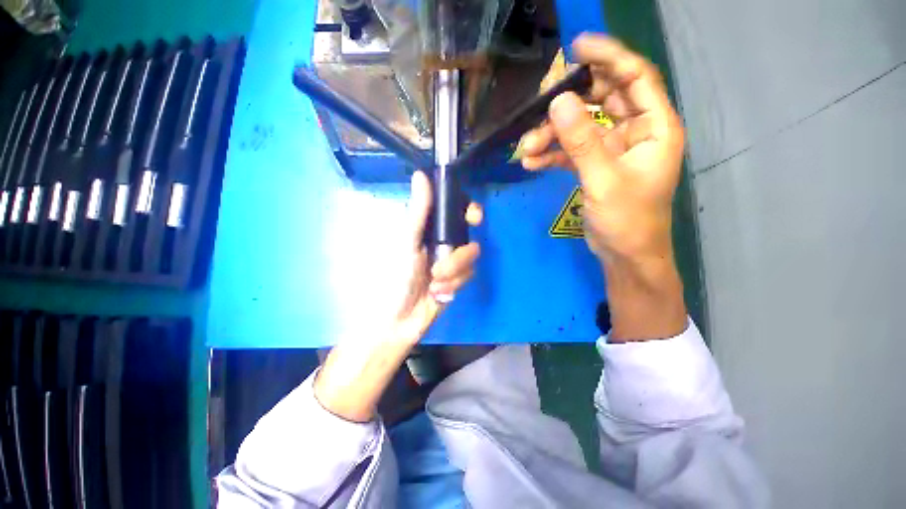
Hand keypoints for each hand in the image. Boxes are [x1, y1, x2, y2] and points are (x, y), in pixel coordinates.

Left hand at [392, 171, 481, 342]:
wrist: (398, 321)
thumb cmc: (395, 279)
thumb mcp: (407, 243)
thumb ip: (418, 211)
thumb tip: (421, 174)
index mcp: (427, 229)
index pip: (453, 210)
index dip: (467, 209)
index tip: (473, 215)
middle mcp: (441, 242)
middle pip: (468, 234)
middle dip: (462, 250)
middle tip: (453, 255)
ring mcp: (450, 262)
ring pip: (470, 257)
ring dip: (453, 271)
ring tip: (435, 283)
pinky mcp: (457, 280)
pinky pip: (468, 275)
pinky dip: (454, 284)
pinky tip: (438, 293)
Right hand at [520, 34, 686, 340]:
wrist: (624, 255)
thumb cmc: (627, 221)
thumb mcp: (604, 180)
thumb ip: (582, 141)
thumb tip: (558, 102)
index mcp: (655, 127)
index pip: (635, 77)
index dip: (609, 57)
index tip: (577, 47)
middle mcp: (636, 132)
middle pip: (603, 99)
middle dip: (569, 102)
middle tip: (539, 104)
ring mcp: (613, 149)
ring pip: (581, 127)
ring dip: (552, 134)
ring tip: (527, 147)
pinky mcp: (595, 166)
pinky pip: (572, 150)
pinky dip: (552, 153)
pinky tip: (531, 161)